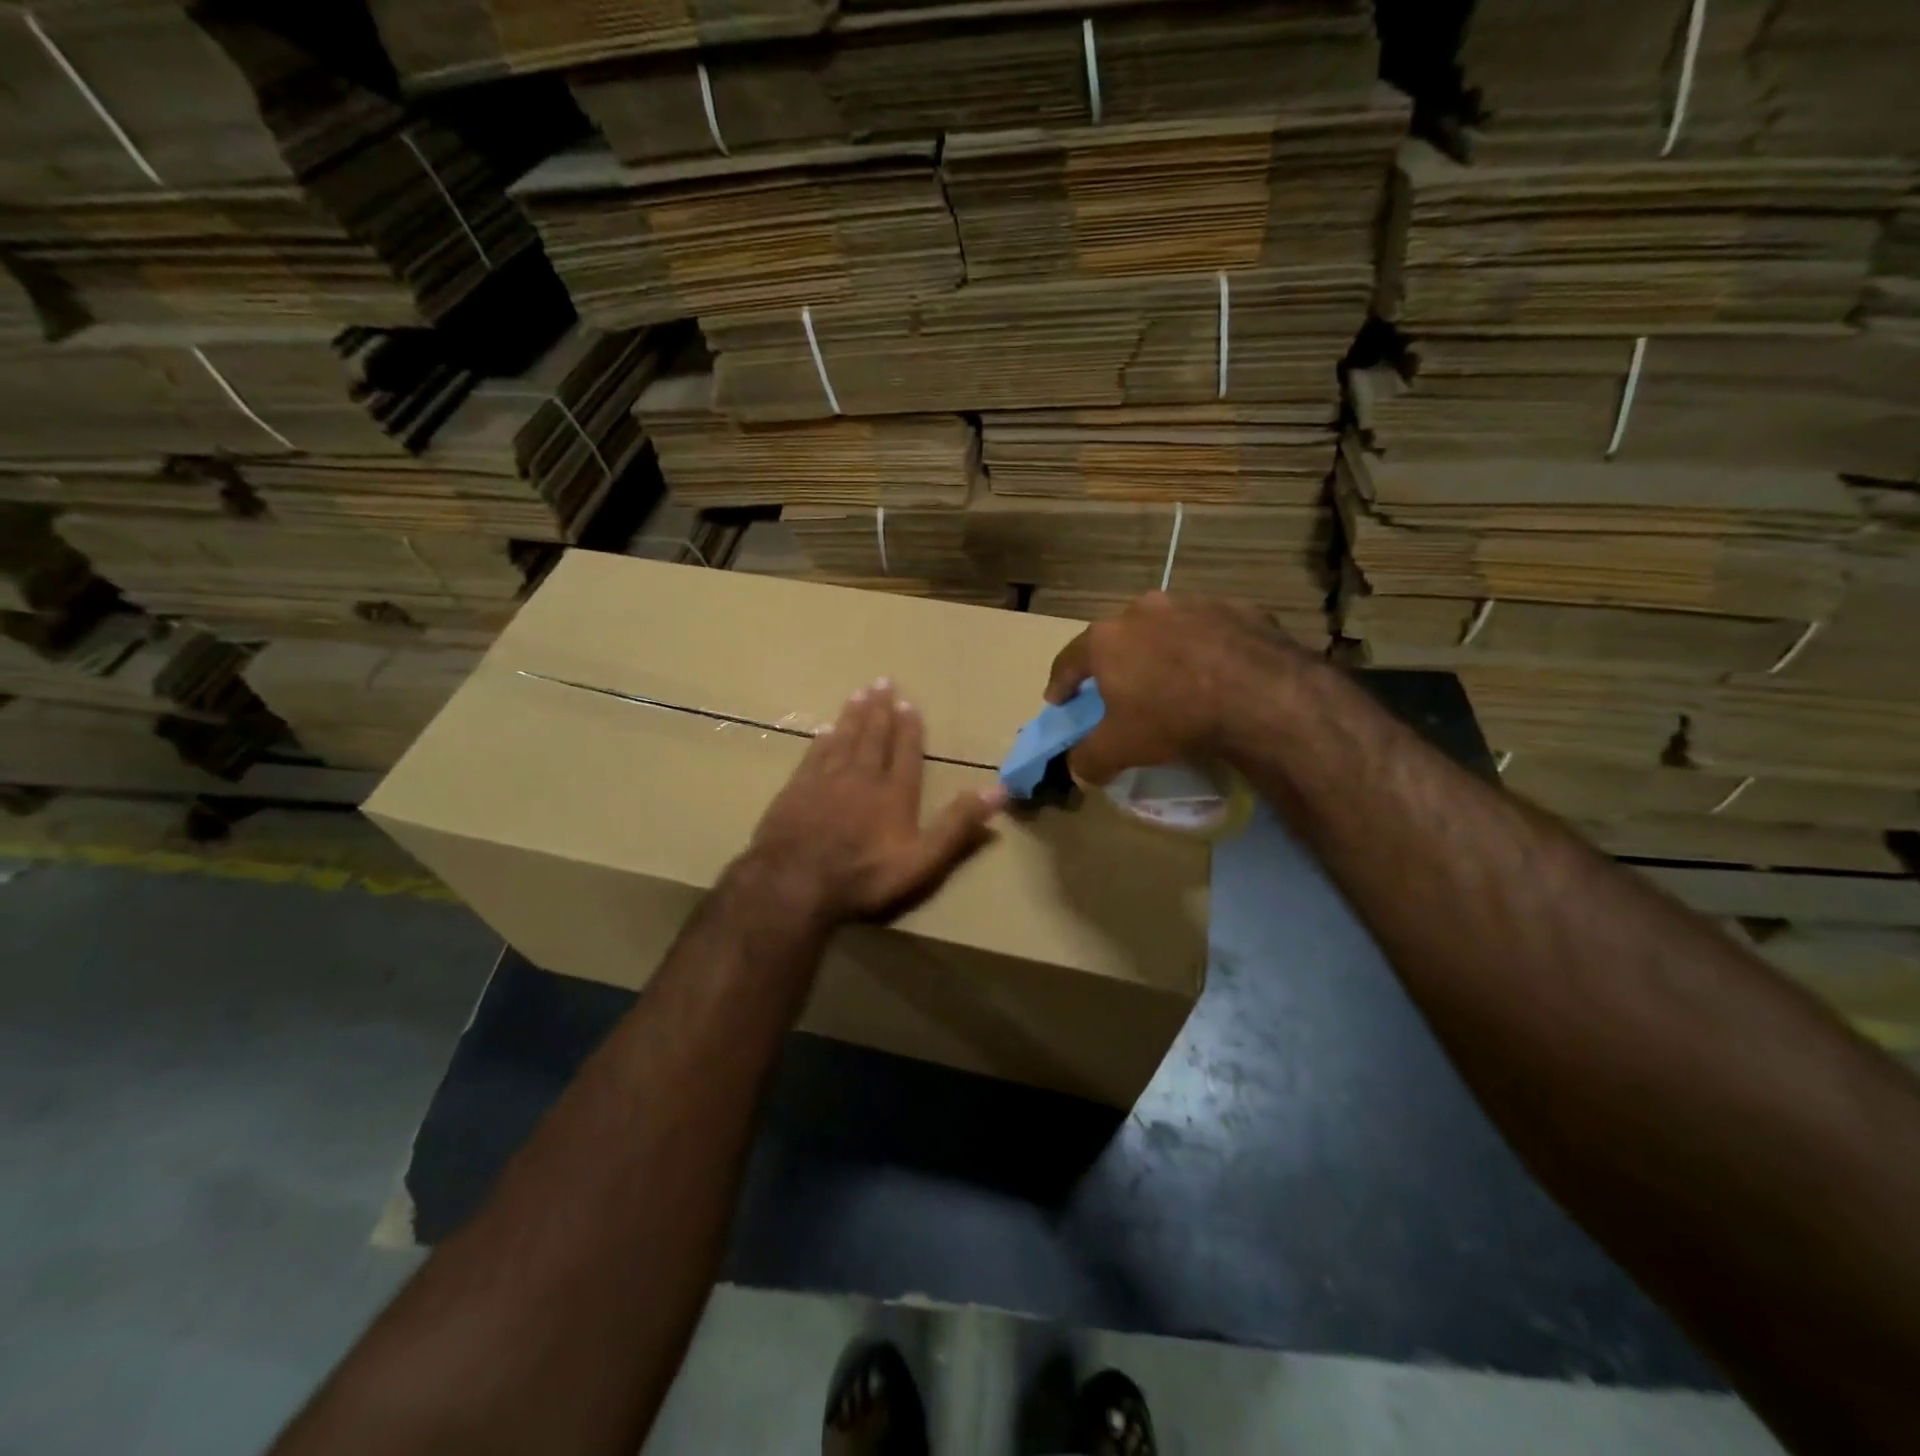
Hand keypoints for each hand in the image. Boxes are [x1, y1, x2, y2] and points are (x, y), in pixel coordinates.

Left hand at [746, 678, 1006, 924]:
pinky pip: (813, 755)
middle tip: (883, 681)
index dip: (909, 728)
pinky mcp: (796, 790)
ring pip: (843, 739)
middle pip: (873, 736)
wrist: (794, 882)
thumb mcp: (923, 860)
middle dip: (881, 710)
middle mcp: (862, 777)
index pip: (905, 752)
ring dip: (853, 715)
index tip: (909, 703)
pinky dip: (822, 740)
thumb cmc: (864, 875)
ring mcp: (825, 781)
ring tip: (860, 693)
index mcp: (894, 793)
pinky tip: (824, 729)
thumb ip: (958, 825)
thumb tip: (999, 790)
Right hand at [1045, 592, 1309, 784]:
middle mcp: (1143, 610)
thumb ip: (1088, 758)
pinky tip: (1218, 674)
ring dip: (1162, 651)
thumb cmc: (1173, 718)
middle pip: (1118, 639)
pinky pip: (1209, 631)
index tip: (1058, 701)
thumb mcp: (1120, 749)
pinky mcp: (1236, 608)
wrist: (1261, 696)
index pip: (1068, 661)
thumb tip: (1077, 767)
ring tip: (1174, 679)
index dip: (1061, 684)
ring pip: (1165, 630)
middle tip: (1120, 689)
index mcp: (1106, 639)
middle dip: (1115, 663)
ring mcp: (1191, 604)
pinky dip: (1205, 649)